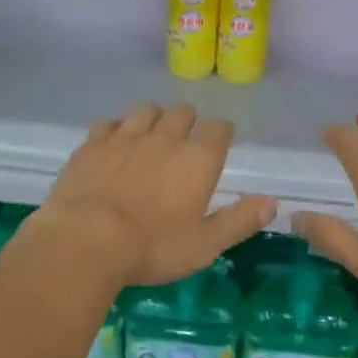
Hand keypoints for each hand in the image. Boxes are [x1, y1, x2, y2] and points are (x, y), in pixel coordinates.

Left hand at [33, 103, 276, 287]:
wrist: (85, 241)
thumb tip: (272, 202)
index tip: (218, 146)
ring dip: (153, 120)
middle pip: (183, 112)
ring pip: (146, 110)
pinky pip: (109, 123)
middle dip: (188, 123)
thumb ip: (239, 220)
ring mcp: (125, 136)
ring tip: (151, 138)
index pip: (219, 128)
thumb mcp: (205, 244)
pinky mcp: (92, 144)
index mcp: (198, 159)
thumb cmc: (152, 247)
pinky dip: (115, 129)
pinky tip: (113, 145)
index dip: (221, 134)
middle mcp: (165, 138)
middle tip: (184, 145)